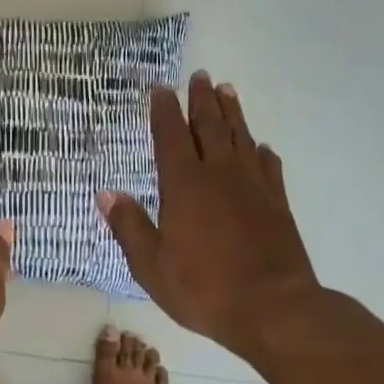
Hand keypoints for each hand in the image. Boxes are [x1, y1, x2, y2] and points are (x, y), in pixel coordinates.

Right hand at [98, 74, 332, 363]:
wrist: (273, 308)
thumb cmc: (203, 288)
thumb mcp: (150, 264)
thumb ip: (129, 226)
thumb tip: (106, 194)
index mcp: (184, 185)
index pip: (171, 137)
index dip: (165, 111)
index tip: (161, 90)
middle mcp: (220, 175)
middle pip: (210, 126)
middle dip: (201, 100)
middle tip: (199, 76)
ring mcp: (253, 187)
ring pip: (241, 138)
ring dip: (232, 113)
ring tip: (226, 91)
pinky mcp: (277, 204)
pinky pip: (268, 167)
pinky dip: (261, 152)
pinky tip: (260, 147)